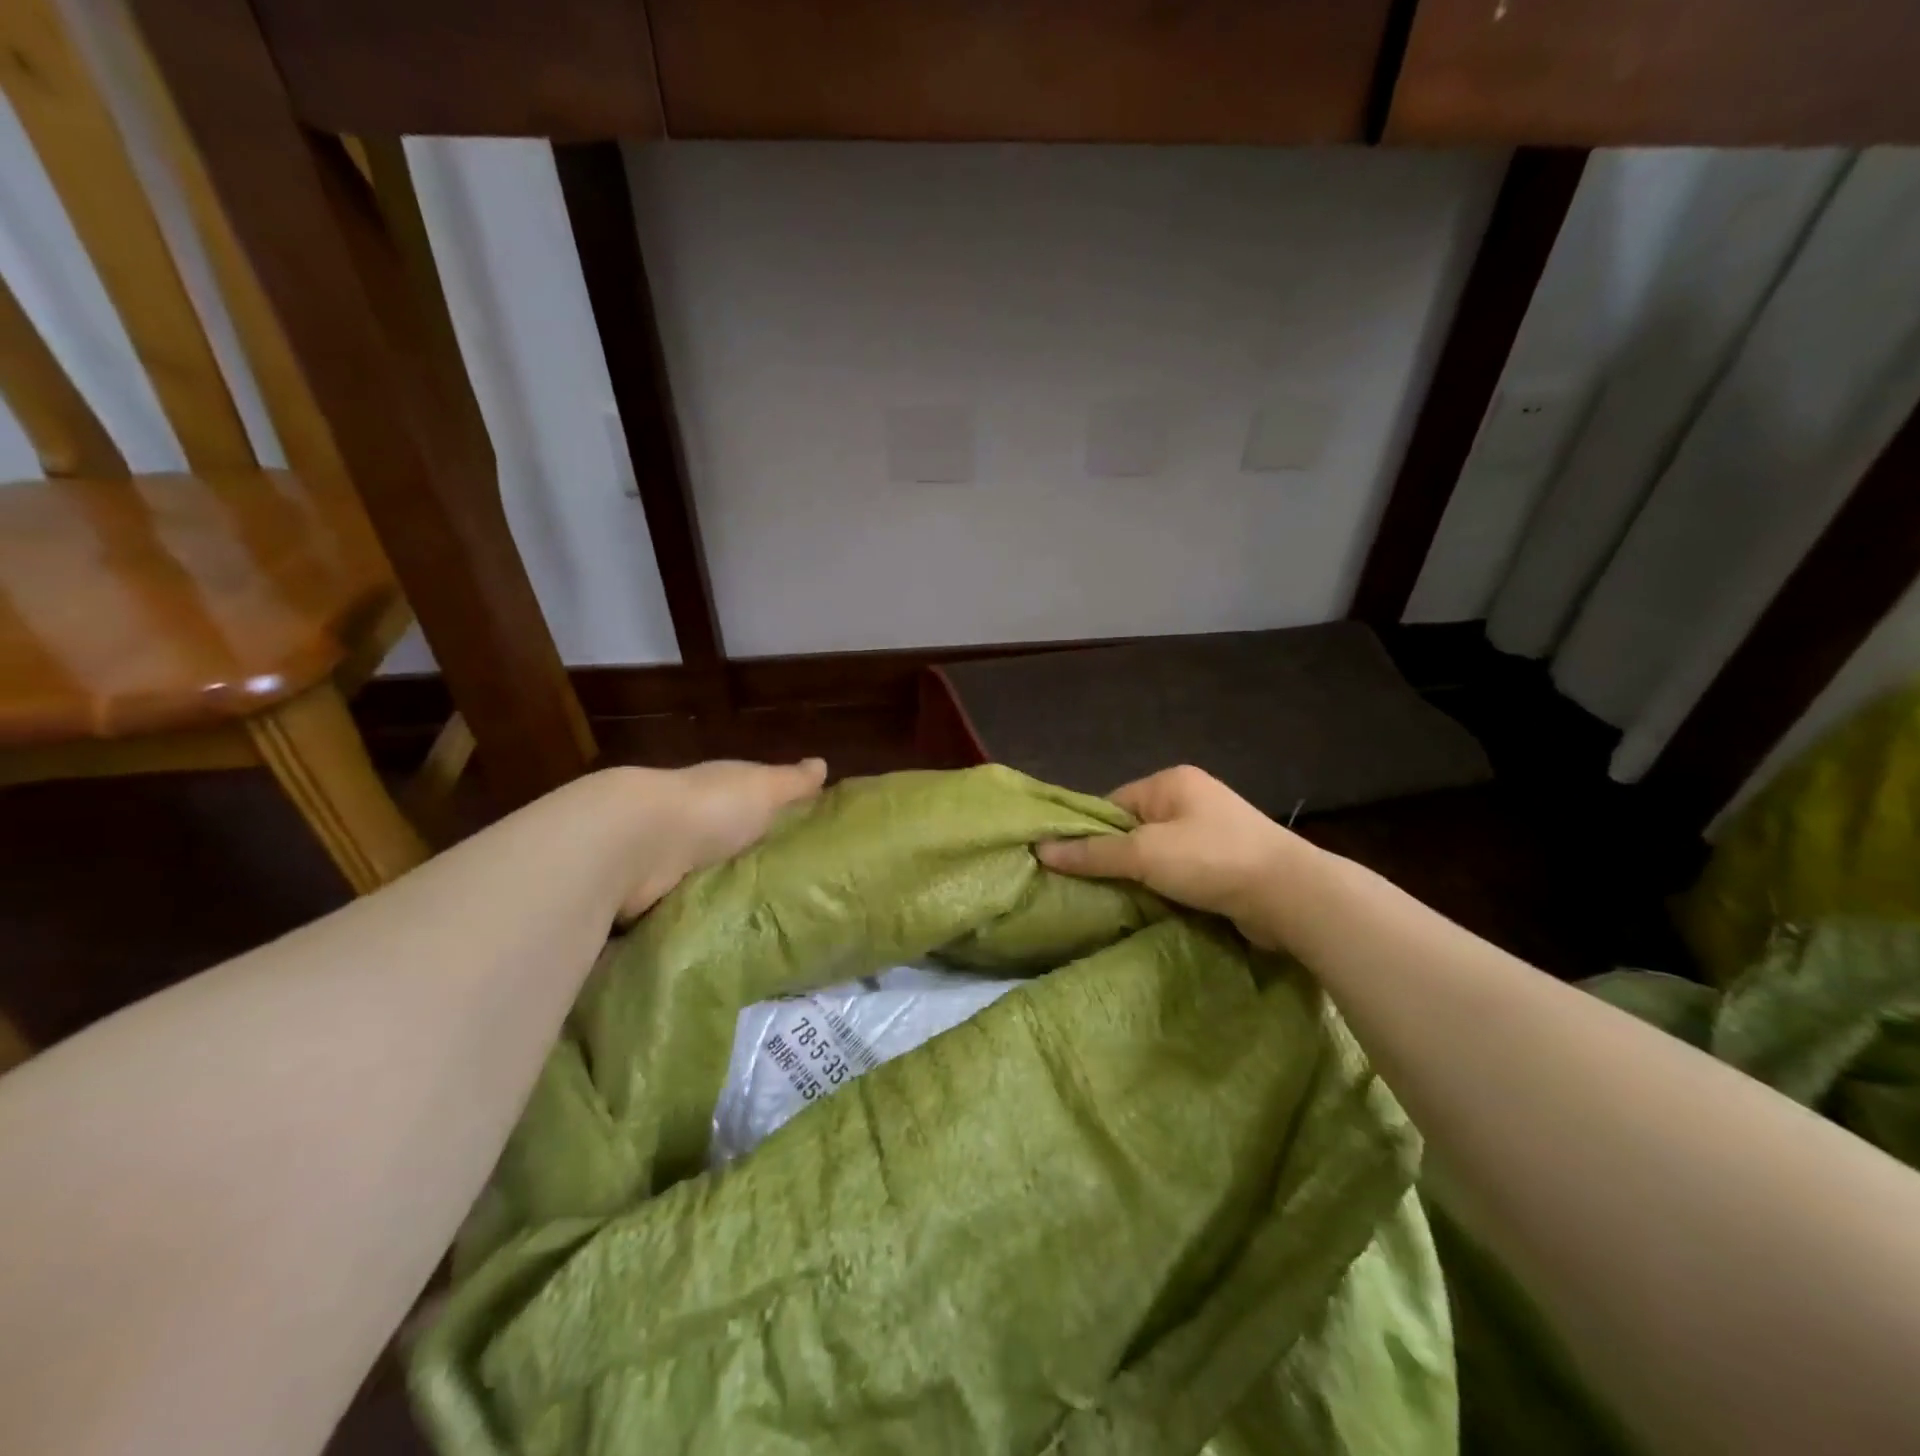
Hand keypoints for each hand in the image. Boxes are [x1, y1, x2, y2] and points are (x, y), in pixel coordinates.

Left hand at [612, 758, 826, 918]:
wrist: (636, 844)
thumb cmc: (711, 809)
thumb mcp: (763, 789)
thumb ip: (792, 782)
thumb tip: (822, 763)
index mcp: (720, 791)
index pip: (754, 800)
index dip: (777, 815)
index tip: (808, 841)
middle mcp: (694, 821)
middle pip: (731, 841)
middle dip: (754, 860)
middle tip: (798, 893)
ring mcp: (669, 859)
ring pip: (709, 876)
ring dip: (727, 893)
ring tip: (771, 923)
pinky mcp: (653, 897)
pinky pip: (687, 907)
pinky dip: (702, 917)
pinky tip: (728, 936)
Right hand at [1036, 765, 1317, 949]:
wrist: (1290, 895)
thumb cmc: (1211, 860)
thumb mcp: (1144, 854)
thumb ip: (1093, 853)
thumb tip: (1040, 849)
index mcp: (1171, 782)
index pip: (1113, 804)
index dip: (1091, 834)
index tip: (1072, 866)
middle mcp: (1192, 799)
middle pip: (1134, 829)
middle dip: (1116, 859)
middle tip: (1090, 888)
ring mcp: (1213, 831)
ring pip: (1158, 854)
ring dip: (1142, 877)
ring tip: (1117, 902)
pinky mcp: (1227, 862)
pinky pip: (1181, 872)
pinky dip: (1166, 888)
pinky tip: (1152, 907)